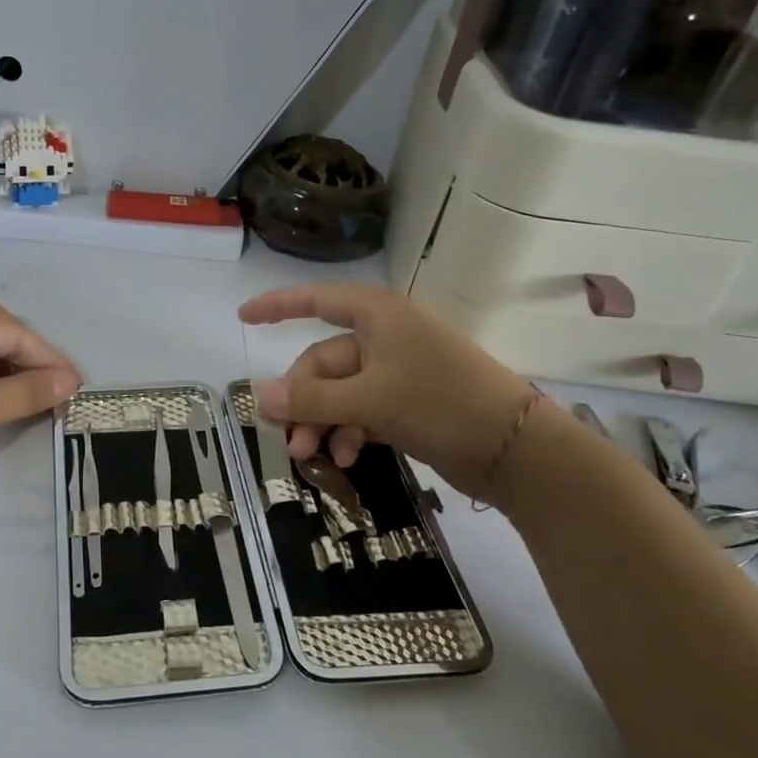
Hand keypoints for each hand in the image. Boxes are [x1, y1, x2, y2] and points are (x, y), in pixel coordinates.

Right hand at [239, 283, 533, 499]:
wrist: (514, 448)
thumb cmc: (441, 402)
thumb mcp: (370, 400)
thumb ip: (312, 398)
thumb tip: (259, 394)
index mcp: (379, 316)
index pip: (317, 300)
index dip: (278, 306)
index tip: (243, 318)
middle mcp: (386, 337)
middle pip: (325, 361)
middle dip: (304, 400)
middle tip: (291, 441)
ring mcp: (399, 370)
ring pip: (341, 391)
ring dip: (323, 421)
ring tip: (313, 457)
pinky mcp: (409, 402)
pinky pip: (362, 409)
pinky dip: (350, 431)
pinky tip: (346, 458)